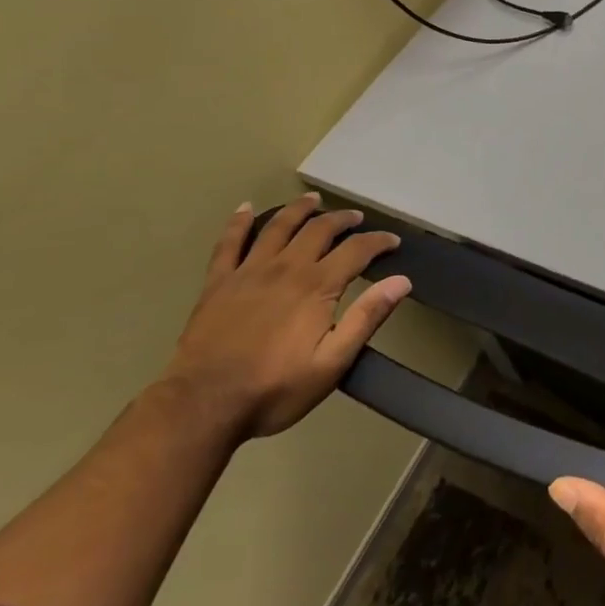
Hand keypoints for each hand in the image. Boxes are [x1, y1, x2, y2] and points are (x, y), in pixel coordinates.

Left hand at [161, 195, 410, 441]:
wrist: (203, 406)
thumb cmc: (275, 389)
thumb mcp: (332, 363)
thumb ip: (367, 318)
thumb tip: (401, 281)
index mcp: (317, 286)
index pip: (357, 250)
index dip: (378, 242)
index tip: (393, 241)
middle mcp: (286, 268)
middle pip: (319, 229)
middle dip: (342, 219)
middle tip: (357, 218)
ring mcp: (249, 272)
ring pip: (278, 226)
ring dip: (299, 209)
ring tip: (312, 199)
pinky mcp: (218, 283)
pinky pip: (229, 243)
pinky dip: (238, 222)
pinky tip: (244, 207)